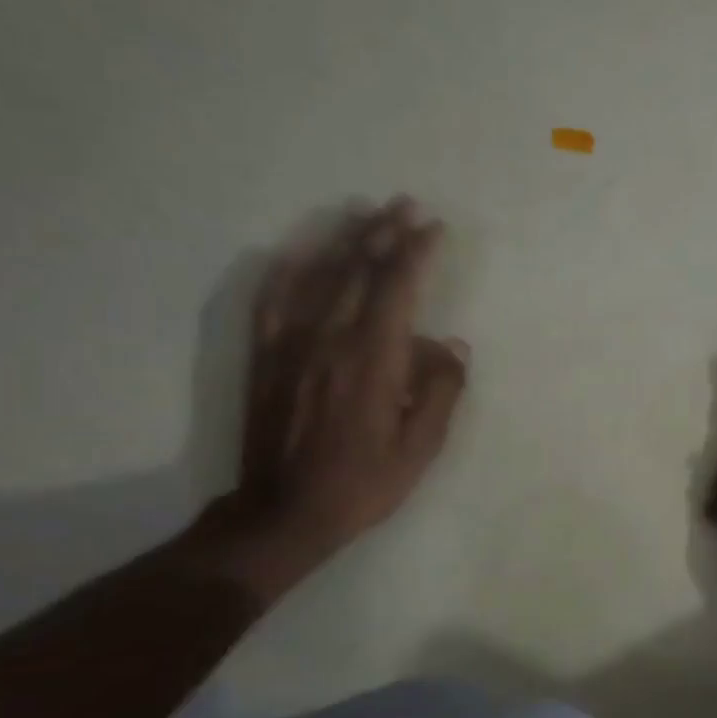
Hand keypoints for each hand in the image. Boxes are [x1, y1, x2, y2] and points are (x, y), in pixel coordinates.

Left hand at [217, 198, 467, 587]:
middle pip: (357, 270)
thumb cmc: (362, 483)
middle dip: (384, 233)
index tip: (434, 228)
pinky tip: (299, 252)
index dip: (417, 252)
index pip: (397, 288)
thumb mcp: (421, 447)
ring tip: (365, 214)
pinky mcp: (265, 356)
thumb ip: (440, 390)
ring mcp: (290, 343)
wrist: (282, 512)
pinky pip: (272, 298)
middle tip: (404, 205)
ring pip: (317, 275)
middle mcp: (328, 338)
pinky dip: (288, 268)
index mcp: (372, 359)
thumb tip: (451, 344)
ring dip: (344, 240)